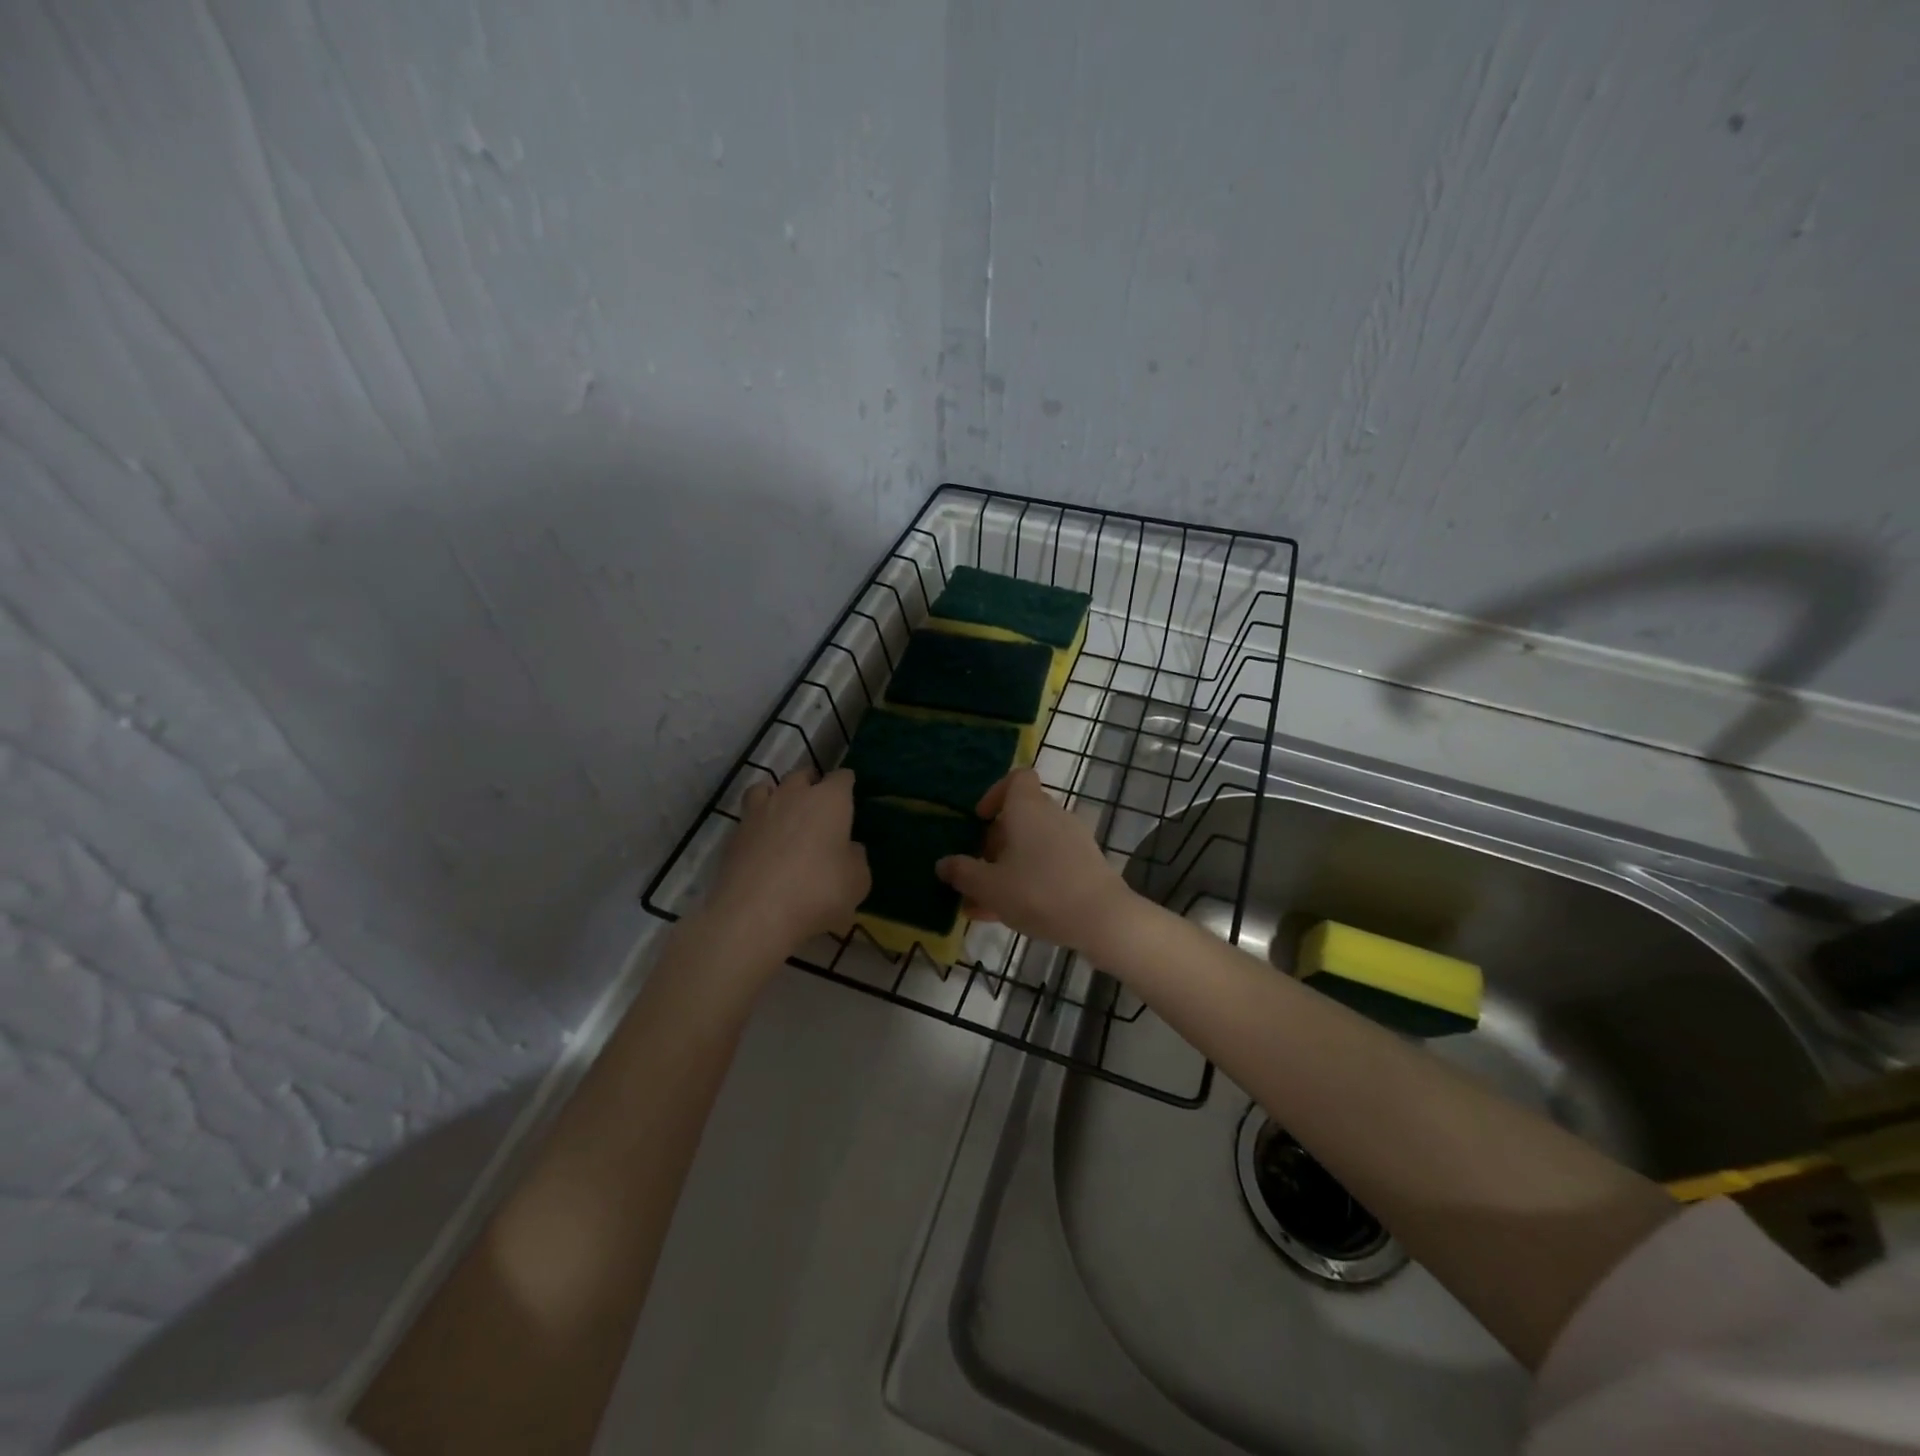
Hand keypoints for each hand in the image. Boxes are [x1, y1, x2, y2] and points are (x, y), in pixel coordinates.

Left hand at [707, 768, 870, 954]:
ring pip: (767, 787)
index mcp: (830, 800)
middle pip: (803, 775)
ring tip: (783, 814)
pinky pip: (748, 817)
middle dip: (812, 785)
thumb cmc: (818, 892)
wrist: (755, 914)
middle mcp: (793, 795)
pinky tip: (762, 843)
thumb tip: (848, 849)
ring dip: (778, 795)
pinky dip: (757, 823)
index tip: (850, 797)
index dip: (847, 785)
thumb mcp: (857, 882)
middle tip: (819, 807)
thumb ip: (856, 858)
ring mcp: (759, 812)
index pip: (842, 777)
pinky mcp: (735, 834)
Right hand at [935, 769, 1135, 953]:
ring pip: (1032, 846)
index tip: (980, 820)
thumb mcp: (989, 886)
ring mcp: (1073, 839)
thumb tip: (943, 864)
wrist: (1101, 918)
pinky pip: (1049, 863)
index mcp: (1028, 808)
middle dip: (995, 843)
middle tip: (977, 872)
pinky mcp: (1086, 864)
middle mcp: (1052, 815)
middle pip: (1020, 816)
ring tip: (985, 904)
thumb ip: (963, 873)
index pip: (1016, 778)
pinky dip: (1029, 879)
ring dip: (1008, 867)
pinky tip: (1012, 913)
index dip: (995, 794)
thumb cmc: (1038, 891)